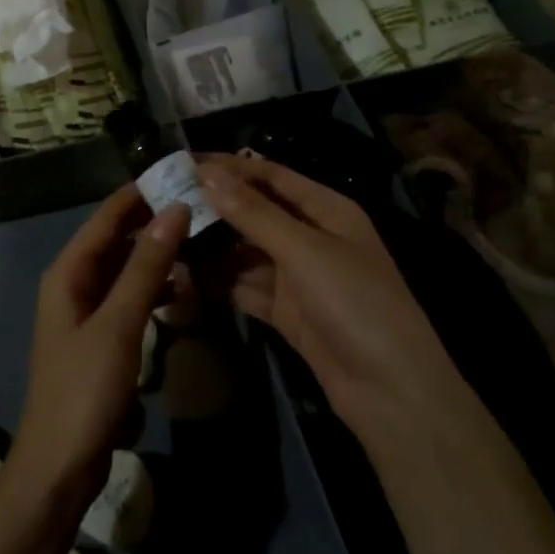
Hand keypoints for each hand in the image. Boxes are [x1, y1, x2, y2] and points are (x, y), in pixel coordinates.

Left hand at [13, 185, 187, 504]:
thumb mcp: (119, 324)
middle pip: (116, 240)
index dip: (139, 194)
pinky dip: (153, 290)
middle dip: (153, 223)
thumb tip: (173, 210)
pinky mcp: (101, 338)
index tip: (179, 174)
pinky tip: (181, 291)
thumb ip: (145, 267)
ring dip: (156, 257)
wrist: (60, 464)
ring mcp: (87, 312)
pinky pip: (129, 299)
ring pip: (125, 270)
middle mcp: (74, 284)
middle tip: (201, 207)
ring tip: (199, 243)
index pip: (106, 217)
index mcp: (69, 272)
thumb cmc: (85, 389)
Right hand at [196, 155, 451, 447]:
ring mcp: (298, 277)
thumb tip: (207, 174)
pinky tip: (184, 276)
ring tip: (167, 239)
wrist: (390, 390)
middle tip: (164, 203)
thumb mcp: (304, 250)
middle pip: (256, 213)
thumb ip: (253, 213)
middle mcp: (311, 237)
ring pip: (246, 252)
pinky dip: (219, 282)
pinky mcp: (286, 311)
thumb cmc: (355, 303)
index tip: (183, 163)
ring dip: (212, 247)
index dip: (230, 168)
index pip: (272, 176)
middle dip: (215, 208)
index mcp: (327, 210)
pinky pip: (245, 286)